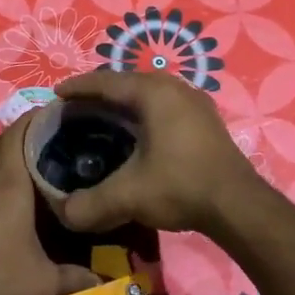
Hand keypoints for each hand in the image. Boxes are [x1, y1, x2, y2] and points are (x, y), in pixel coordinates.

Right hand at [48, 72, 262, 234]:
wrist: (238, 205)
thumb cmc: (181, 186)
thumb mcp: (129, 196)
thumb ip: (90, 203)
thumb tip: (64, 213)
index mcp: (153, 93)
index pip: (106, 81)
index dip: (78, 88)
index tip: (56, 95)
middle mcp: (174, 88)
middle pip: (126, 82)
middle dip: (98, 94)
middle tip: (74, 110)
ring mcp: (193, 101)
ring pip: (147, 93)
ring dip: (122, 103)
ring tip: (100, 119)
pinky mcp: (204, 119)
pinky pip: (163, 105)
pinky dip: (142, 112)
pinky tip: (135, 133)